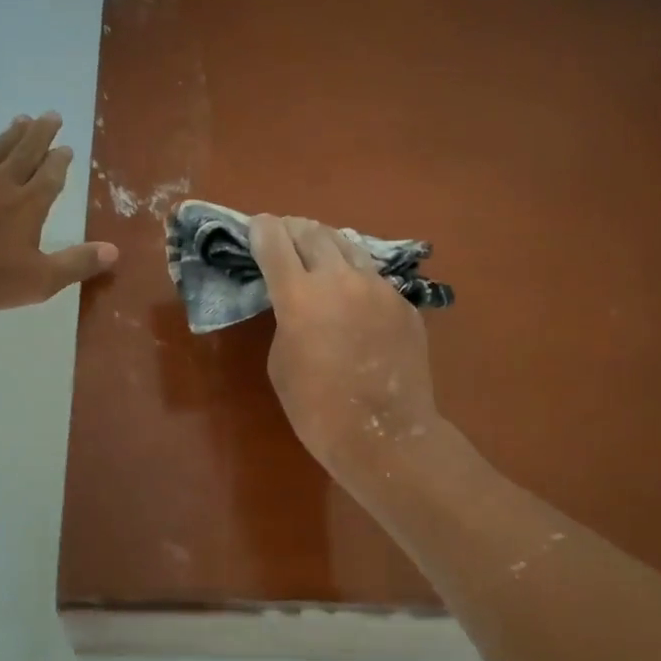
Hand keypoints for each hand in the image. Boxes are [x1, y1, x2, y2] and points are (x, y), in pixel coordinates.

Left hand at [0, 115, 117, 312]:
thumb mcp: (38, 281)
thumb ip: (77, 264)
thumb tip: (115, 250)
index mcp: (28, 207)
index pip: (50, 178)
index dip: (60, 162)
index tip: (67, 147)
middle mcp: (1, 185)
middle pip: (26, 154)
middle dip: (41, 135)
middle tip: (52, 114)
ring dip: (10, 134)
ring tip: (22, 117)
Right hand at [248, 214, 442, 484]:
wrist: (383, 434)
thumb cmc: (316, 408)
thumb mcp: (280, 361)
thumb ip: (285, 320)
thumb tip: (298, 303)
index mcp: (299, 295)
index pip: (274, 241)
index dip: (262, 229)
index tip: (257, 226)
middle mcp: (339, 279)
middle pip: (313, 232)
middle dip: (294, 229)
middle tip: (285, 233)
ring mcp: (378, 288)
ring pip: (349, 246)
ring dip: (327, 244)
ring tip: (319, 250)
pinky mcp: (403, 303)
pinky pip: (374, 277)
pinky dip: (356, 276)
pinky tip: (353, 293)